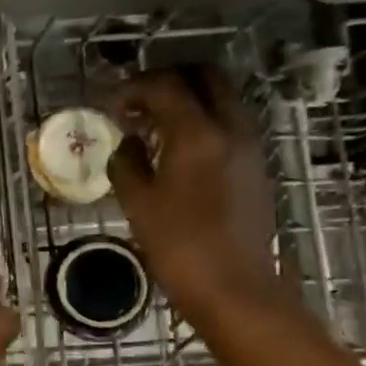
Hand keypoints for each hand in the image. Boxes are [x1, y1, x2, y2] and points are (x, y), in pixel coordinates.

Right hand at [108, 68, 278, 311]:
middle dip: (168, 80)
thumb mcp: (137, 203)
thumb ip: (126, 163)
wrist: (235, 288)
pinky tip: (176, 152)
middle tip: (137, 102)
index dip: (132, 88)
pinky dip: (202, 122)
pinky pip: (228, 124)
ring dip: (187, 100)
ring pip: (220, 98)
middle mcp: (230, 128)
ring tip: (153, 127)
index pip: (165, 85)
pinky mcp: (255, 166)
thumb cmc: (179, 246)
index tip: (110, 106)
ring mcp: (249, 146)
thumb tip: (127, 144)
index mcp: (198, 133)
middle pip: (204, 76)